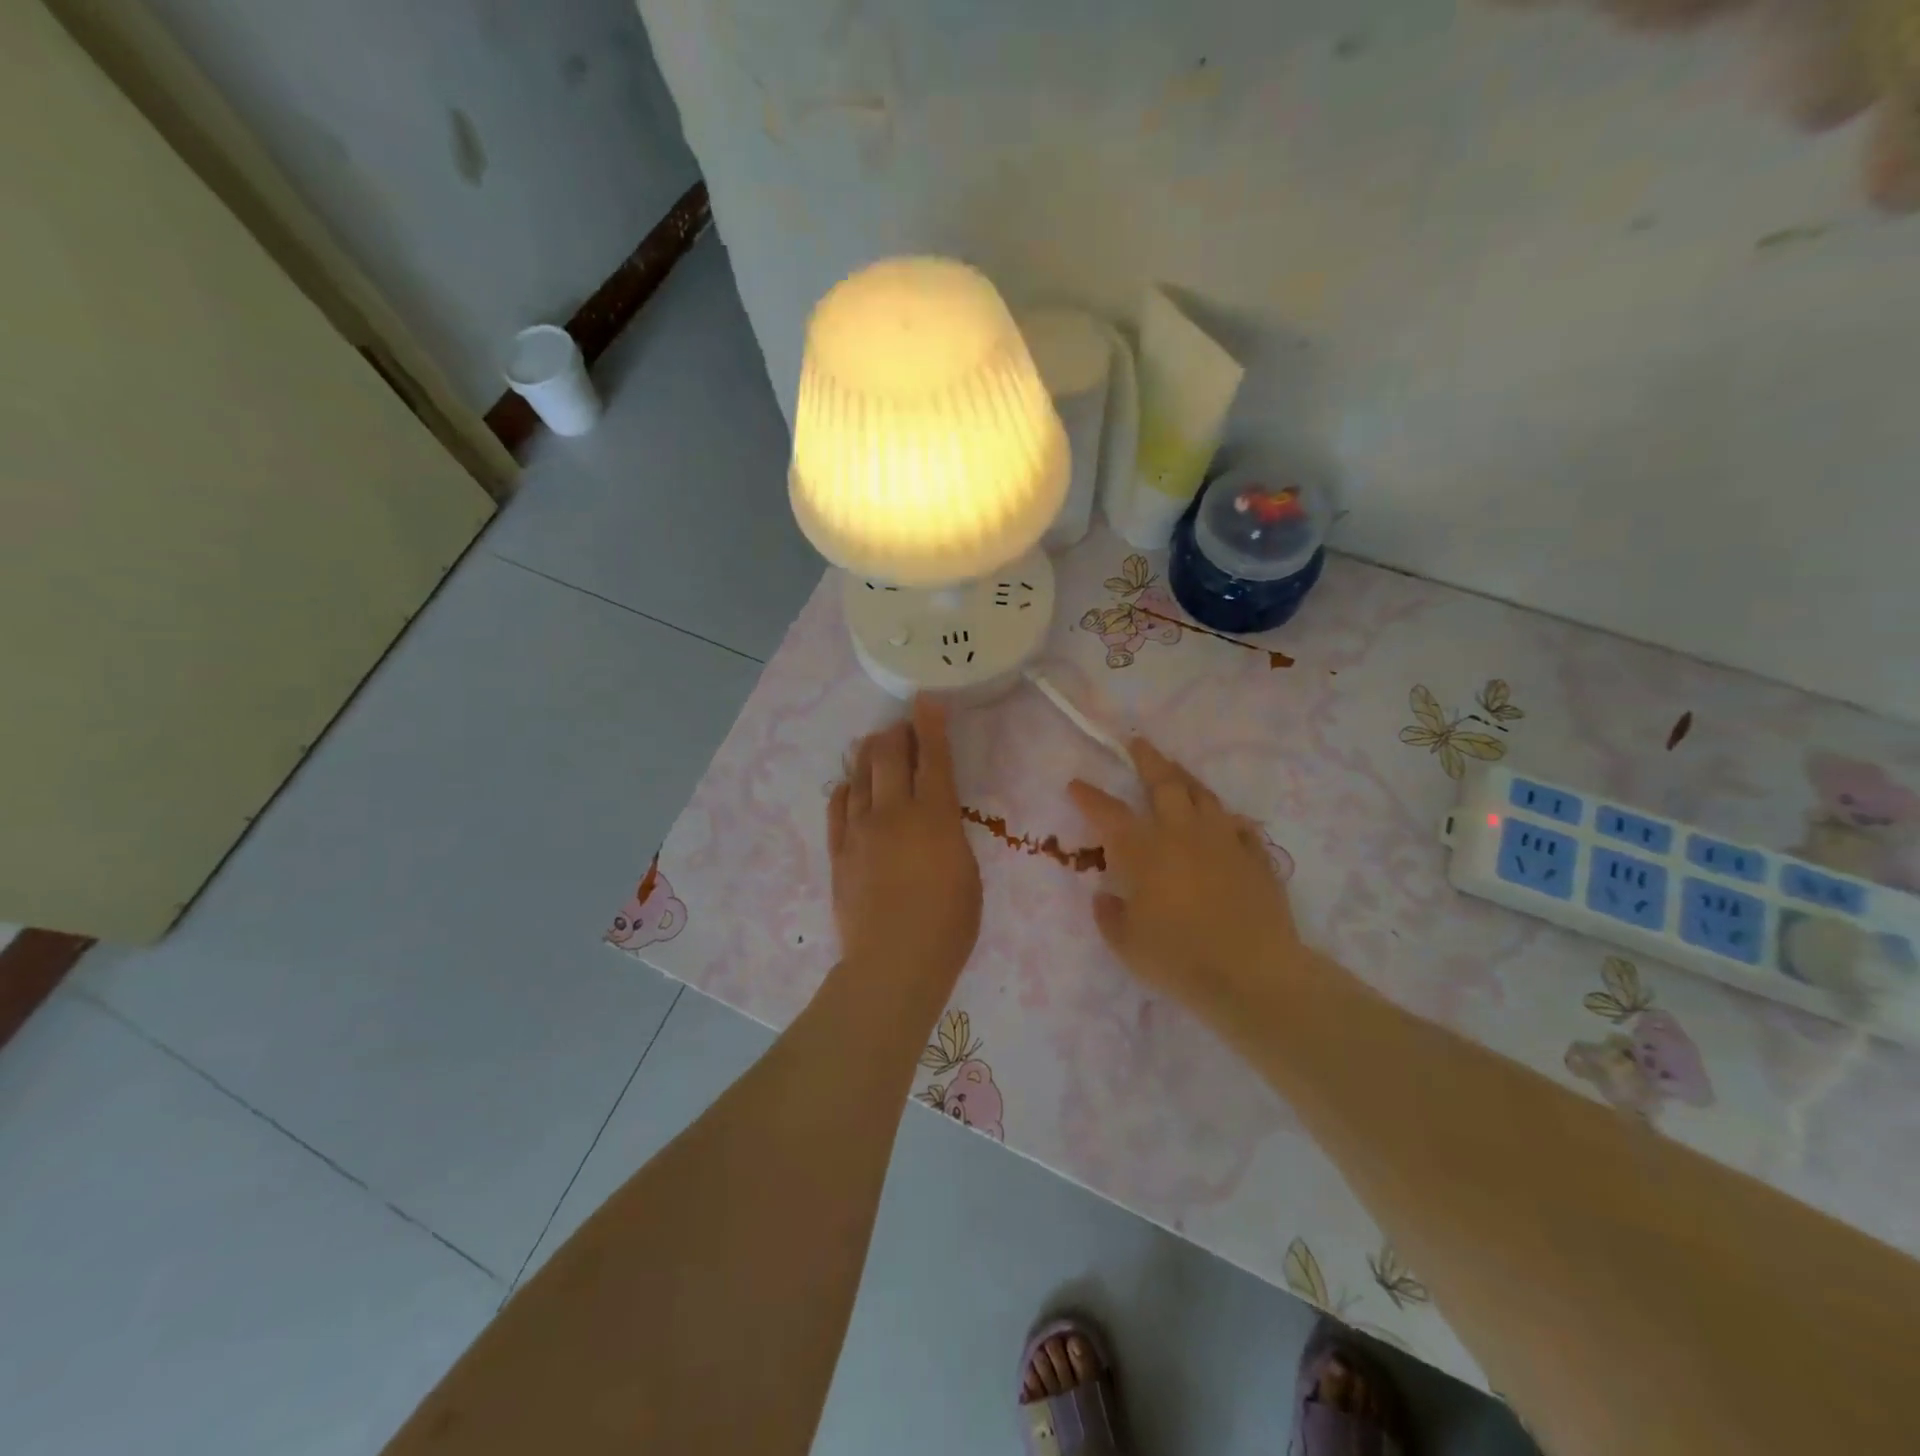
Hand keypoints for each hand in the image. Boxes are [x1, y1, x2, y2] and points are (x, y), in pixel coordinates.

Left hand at [828, 697, 982, 990]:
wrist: (893, 963)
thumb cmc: (948, 925)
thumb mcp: (968, 873)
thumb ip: (950, 835)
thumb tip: (935, 819)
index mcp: (935, 816)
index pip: (933, 757)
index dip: (930, 724)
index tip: (926, 700)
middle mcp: (894, 812)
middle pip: (888, 754)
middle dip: (896, 733)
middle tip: (903, 729)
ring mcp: (860, 829)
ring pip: (859, 774)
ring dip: (869, 754)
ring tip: (876, 745)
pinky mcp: (838, 851)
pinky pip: (838, 806)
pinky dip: (846, 789)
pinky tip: (850, 786)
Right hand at [1069, 739, 1303, 1023]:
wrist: (1254, 975)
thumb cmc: (1180, 959)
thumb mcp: (1127, 945)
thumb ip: (1110, 916)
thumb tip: (1104, 896)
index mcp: (1145, 851)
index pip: (1109, 813)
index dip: (1089, 796)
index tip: (1076, 783)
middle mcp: (1183, 834)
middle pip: (1165, 783)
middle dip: (1147, 759)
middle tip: (1137, 743)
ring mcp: (1224, 841)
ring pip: (1203, 795)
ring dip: (1185, 778)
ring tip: (1176, 770)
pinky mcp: (1255, 856)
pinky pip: (1238, 826)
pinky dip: (1225, 819)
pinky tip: (1223, 821)